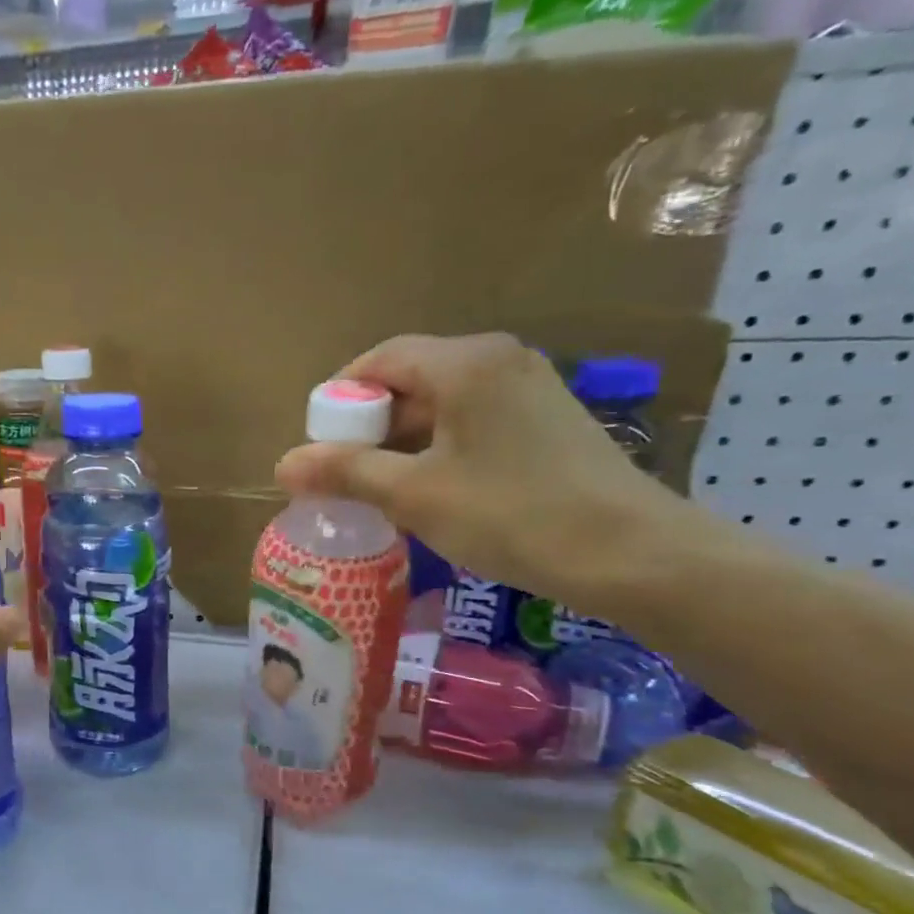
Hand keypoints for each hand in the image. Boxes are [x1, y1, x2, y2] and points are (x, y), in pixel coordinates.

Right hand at [275, 333, 688, 614]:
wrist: (631, 554)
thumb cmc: (511, 514)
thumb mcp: (414, 494)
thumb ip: (346, 471)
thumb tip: (283, 463)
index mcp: (465, 363)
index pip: (379, 359)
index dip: (338, 399)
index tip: (318, 449)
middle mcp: (498, 361)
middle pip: (409, 380)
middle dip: (367, 427)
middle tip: (341, 478)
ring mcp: (528, 390)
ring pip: (440, 406)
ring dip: (399, 444)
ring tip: (377, 493)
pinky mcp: (545, 422)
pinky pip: (470, 424)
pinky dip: (436, 451)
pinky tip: (428, 494)